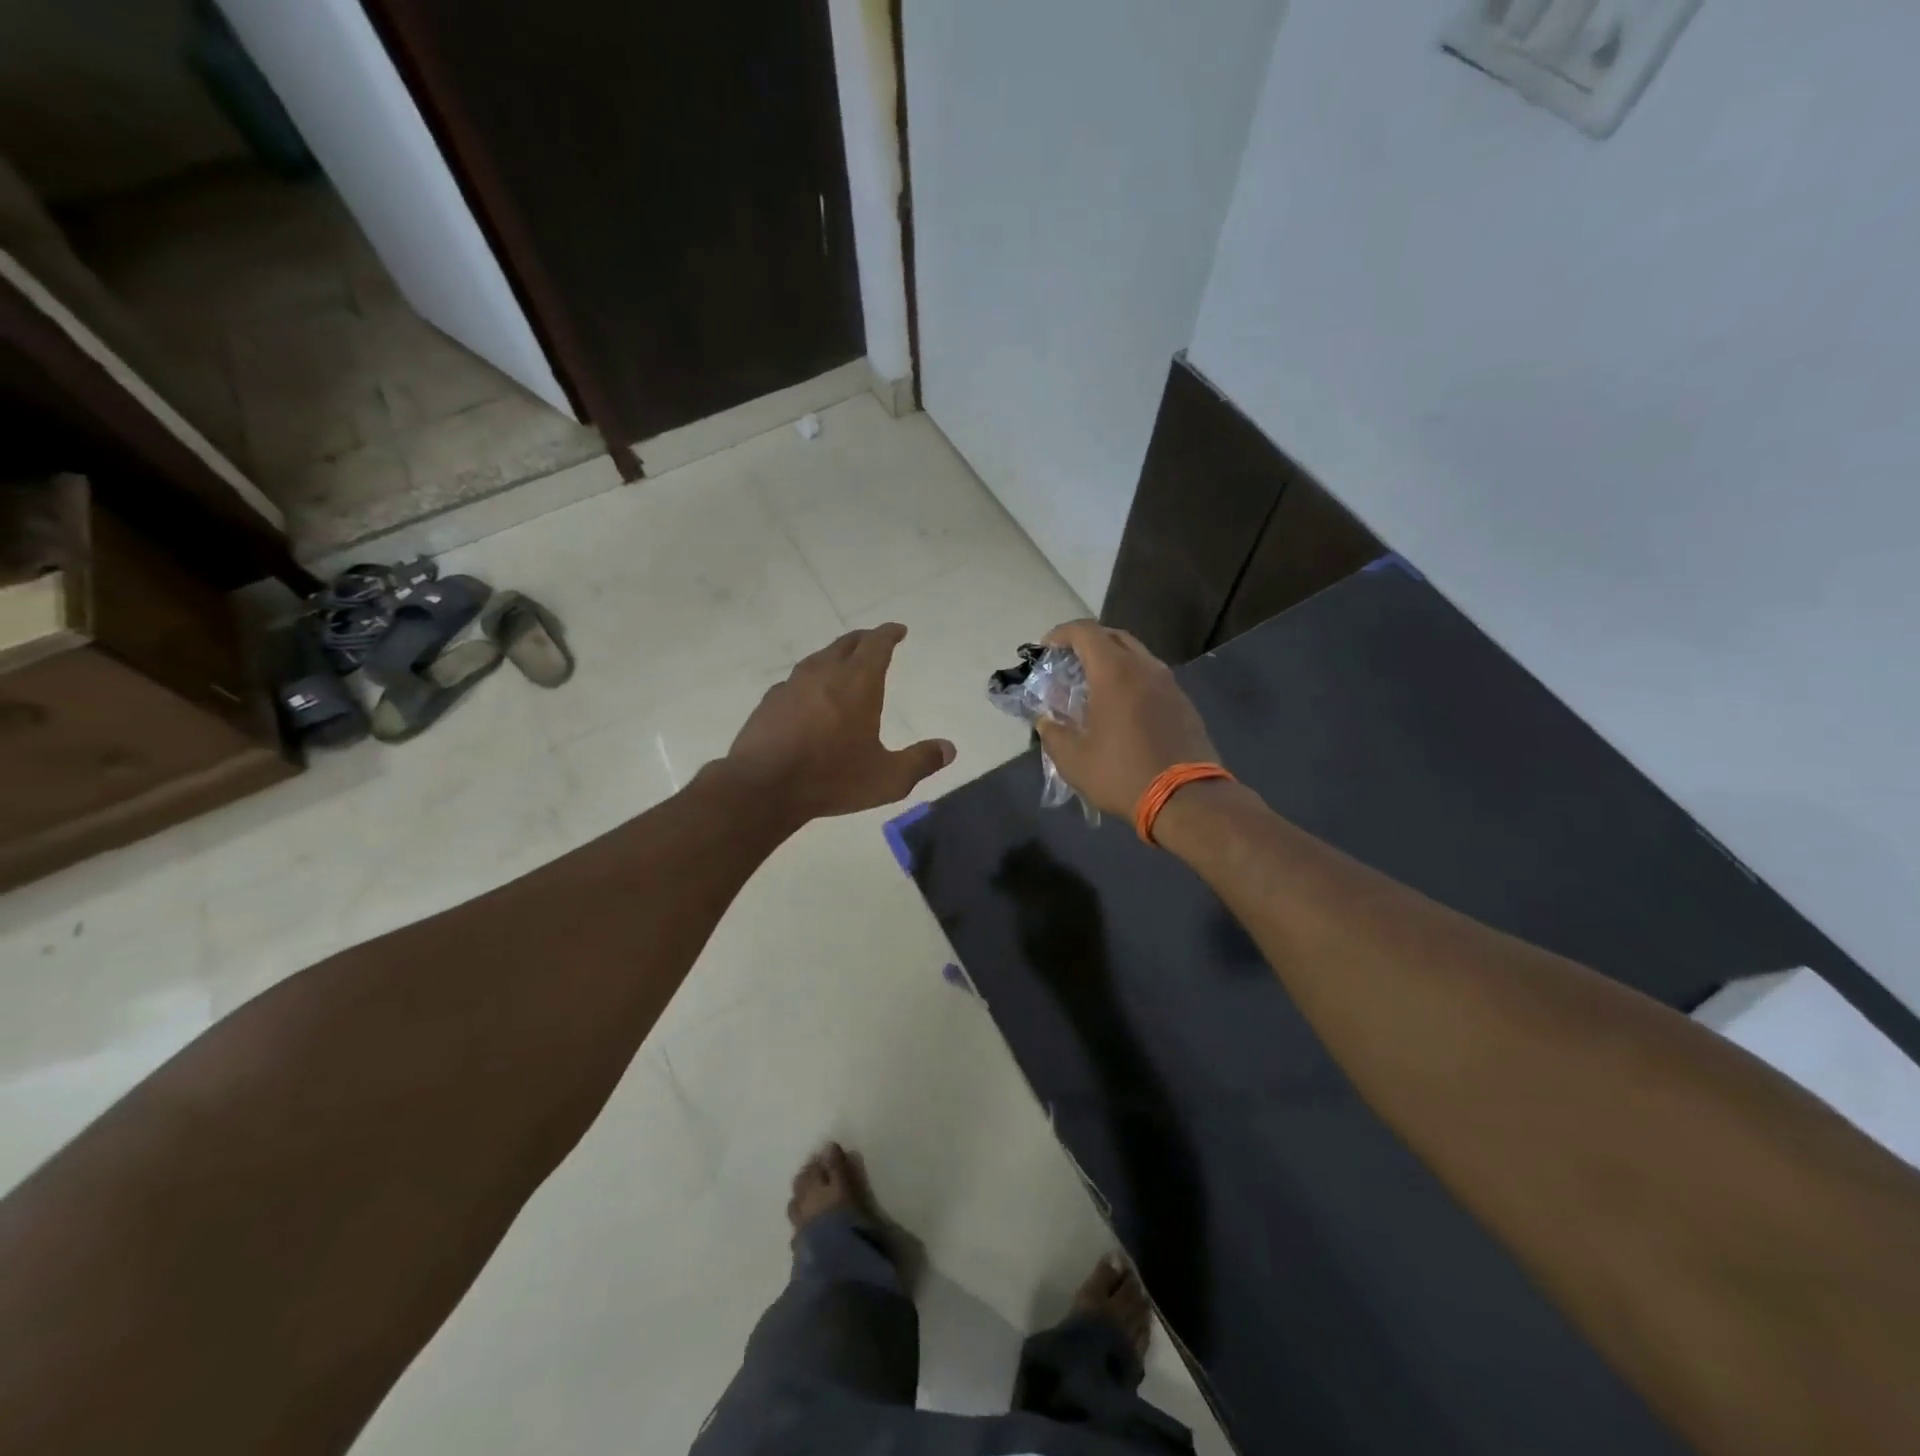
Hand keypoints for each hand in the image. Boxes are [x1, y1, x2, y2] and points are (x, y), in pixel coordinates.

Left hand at [723, 624, 954, 823]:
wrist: (761, 787)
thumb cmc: (831, 778)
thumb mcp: (887, 778)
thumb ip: (921, 761)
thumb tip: (949, 749)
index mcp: (857, 683)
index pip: (876, 644)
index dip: (889, 634)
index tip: (898, 630)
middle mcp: (824, 673)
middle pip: (847, 643)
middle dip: (865, 639)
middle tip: (876, 641)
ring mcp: (792, 685)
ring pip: (819, 658)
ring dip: (836, 656)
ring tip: (844, 665)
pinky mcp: (770, 702)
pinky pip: (796, 680)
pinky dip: (811, 680)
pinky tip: (810, 696)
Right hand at [1034, 620, 1219, 819]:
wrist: (1186, 798)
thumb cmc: (1122, 774)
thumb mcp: (1073, 760)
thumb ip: (1053, 733)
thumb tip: (1045, 720)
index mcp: (1114, 672)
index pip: (1085, 632)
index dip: (1061, 634)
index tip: (1045, 649)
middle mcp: (1144, 667)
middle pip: (1113, 637)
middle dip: (1087, 643)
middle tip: (1068, 664)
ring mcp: (1169, 684)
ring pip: (1136, 656)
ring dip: (1111, 662)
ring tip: (1092, 687)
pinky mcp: (1183, 703)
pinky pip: (1151, 677)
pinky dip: (1131, 680)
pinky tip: (1121, 708)